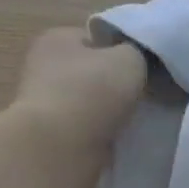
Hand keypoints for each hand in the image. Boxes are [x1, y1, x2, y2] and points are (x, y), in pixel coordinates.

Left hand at [10, 27, 147, 187]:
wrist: (60, 149)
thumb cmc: (92, 92)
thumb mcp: (129, 58)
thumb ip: (137, 52)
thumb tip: (134, 60)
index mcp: (56, 39)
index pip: (96, 38)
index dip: (122, 50)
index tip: (143, 68)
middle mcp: (43, 66)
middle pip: (92, 71)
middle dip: (115, 84)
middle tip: (144, 94)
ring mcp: (44, 104)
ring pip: (90, 102)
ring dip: (109, 111)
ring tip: (135, 119)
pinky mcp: (50, 136)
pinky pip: (86, 129)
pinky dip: (101, 133)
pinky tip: (118, 138)